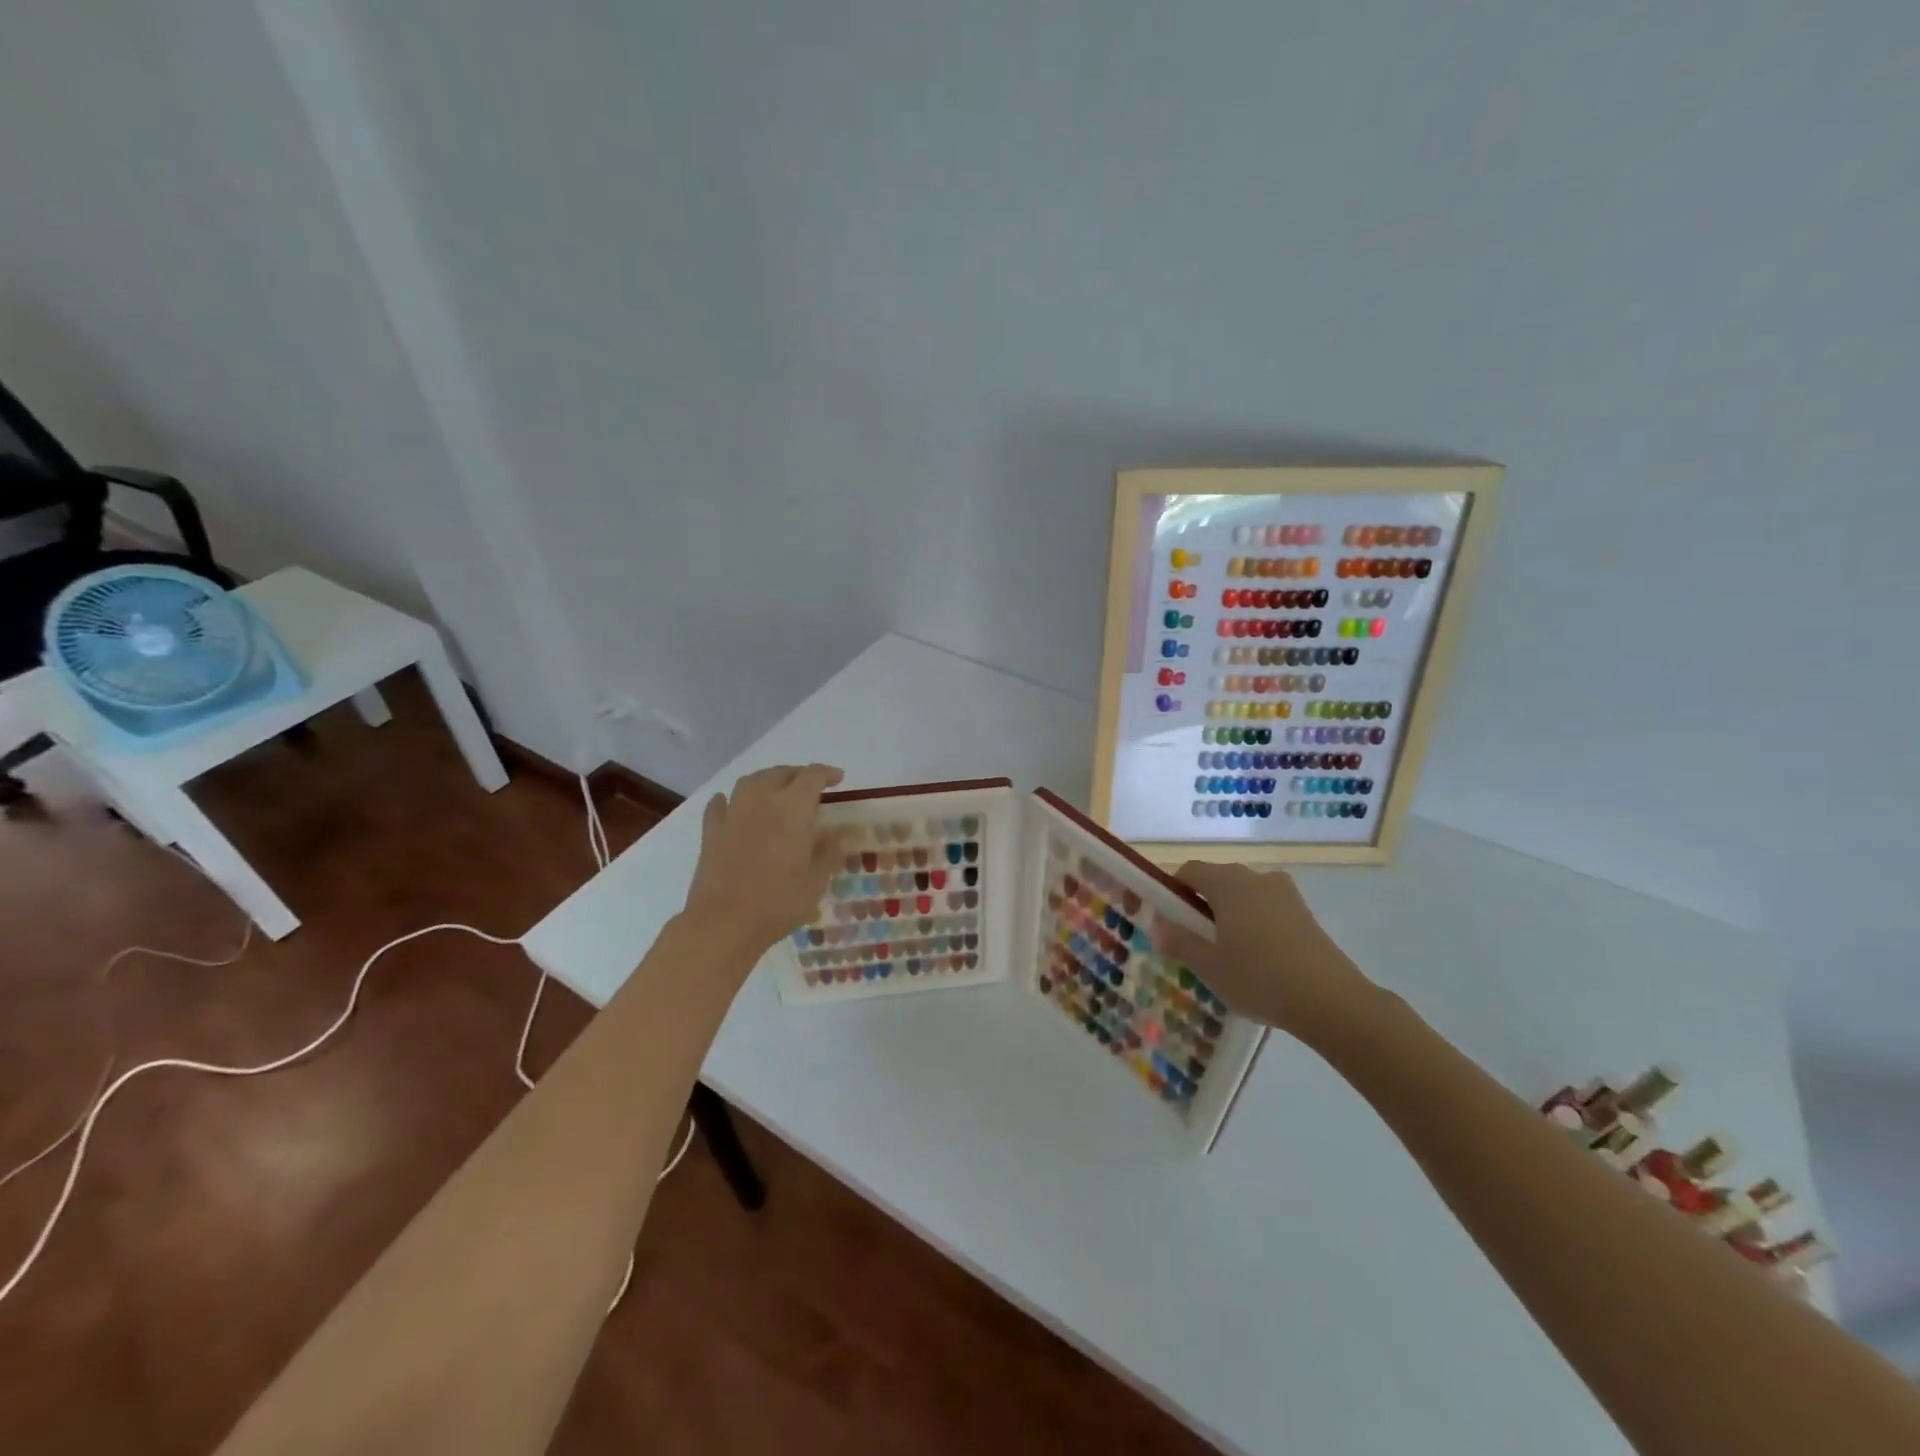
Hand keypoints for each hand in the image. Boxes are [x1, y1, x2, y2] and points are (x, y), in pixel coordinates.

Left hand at [683, 764, 848, 955]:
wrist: (723, 923)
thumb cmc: (778, 901)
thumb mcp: (816, 880)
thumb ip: (830, 852)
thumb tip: (840, 834)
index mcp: (793, 808)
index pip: (812, 776)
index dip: (827, 773)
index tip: (838, 779)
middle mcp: (762, 800)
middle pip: (781, 773)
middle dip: (798, 775)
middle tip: (811, 787)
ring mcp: (732, 813)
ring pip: (751, 781)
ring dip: (767, 780)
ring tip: (777, 791)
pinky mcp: (711, 831)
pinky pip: (721, 804)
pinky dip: (730, 800)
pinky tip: (733, 806)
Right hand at [1155, 862, 1377, 1042]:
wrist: (1331, 1000)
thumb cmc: (1258, 976)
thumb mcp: (1208, 964)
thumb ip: (1178, 941)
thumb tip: (1158, 926)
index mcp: (1228, 882)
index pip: (1188, 872)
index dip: (1171, 892)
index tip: (1166, 922)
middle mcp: (1256, 877)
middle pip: (1217, 882)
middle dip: (1199, 907)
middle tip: (1192, 943)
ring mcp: (1285, 894)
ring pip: (1243, 897)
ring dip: (1228, 917)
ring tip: (1225, 956)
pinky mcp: (1305, 915)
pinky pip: (1266, 910)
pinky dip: (1253, 926)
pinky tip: (1256, 962)